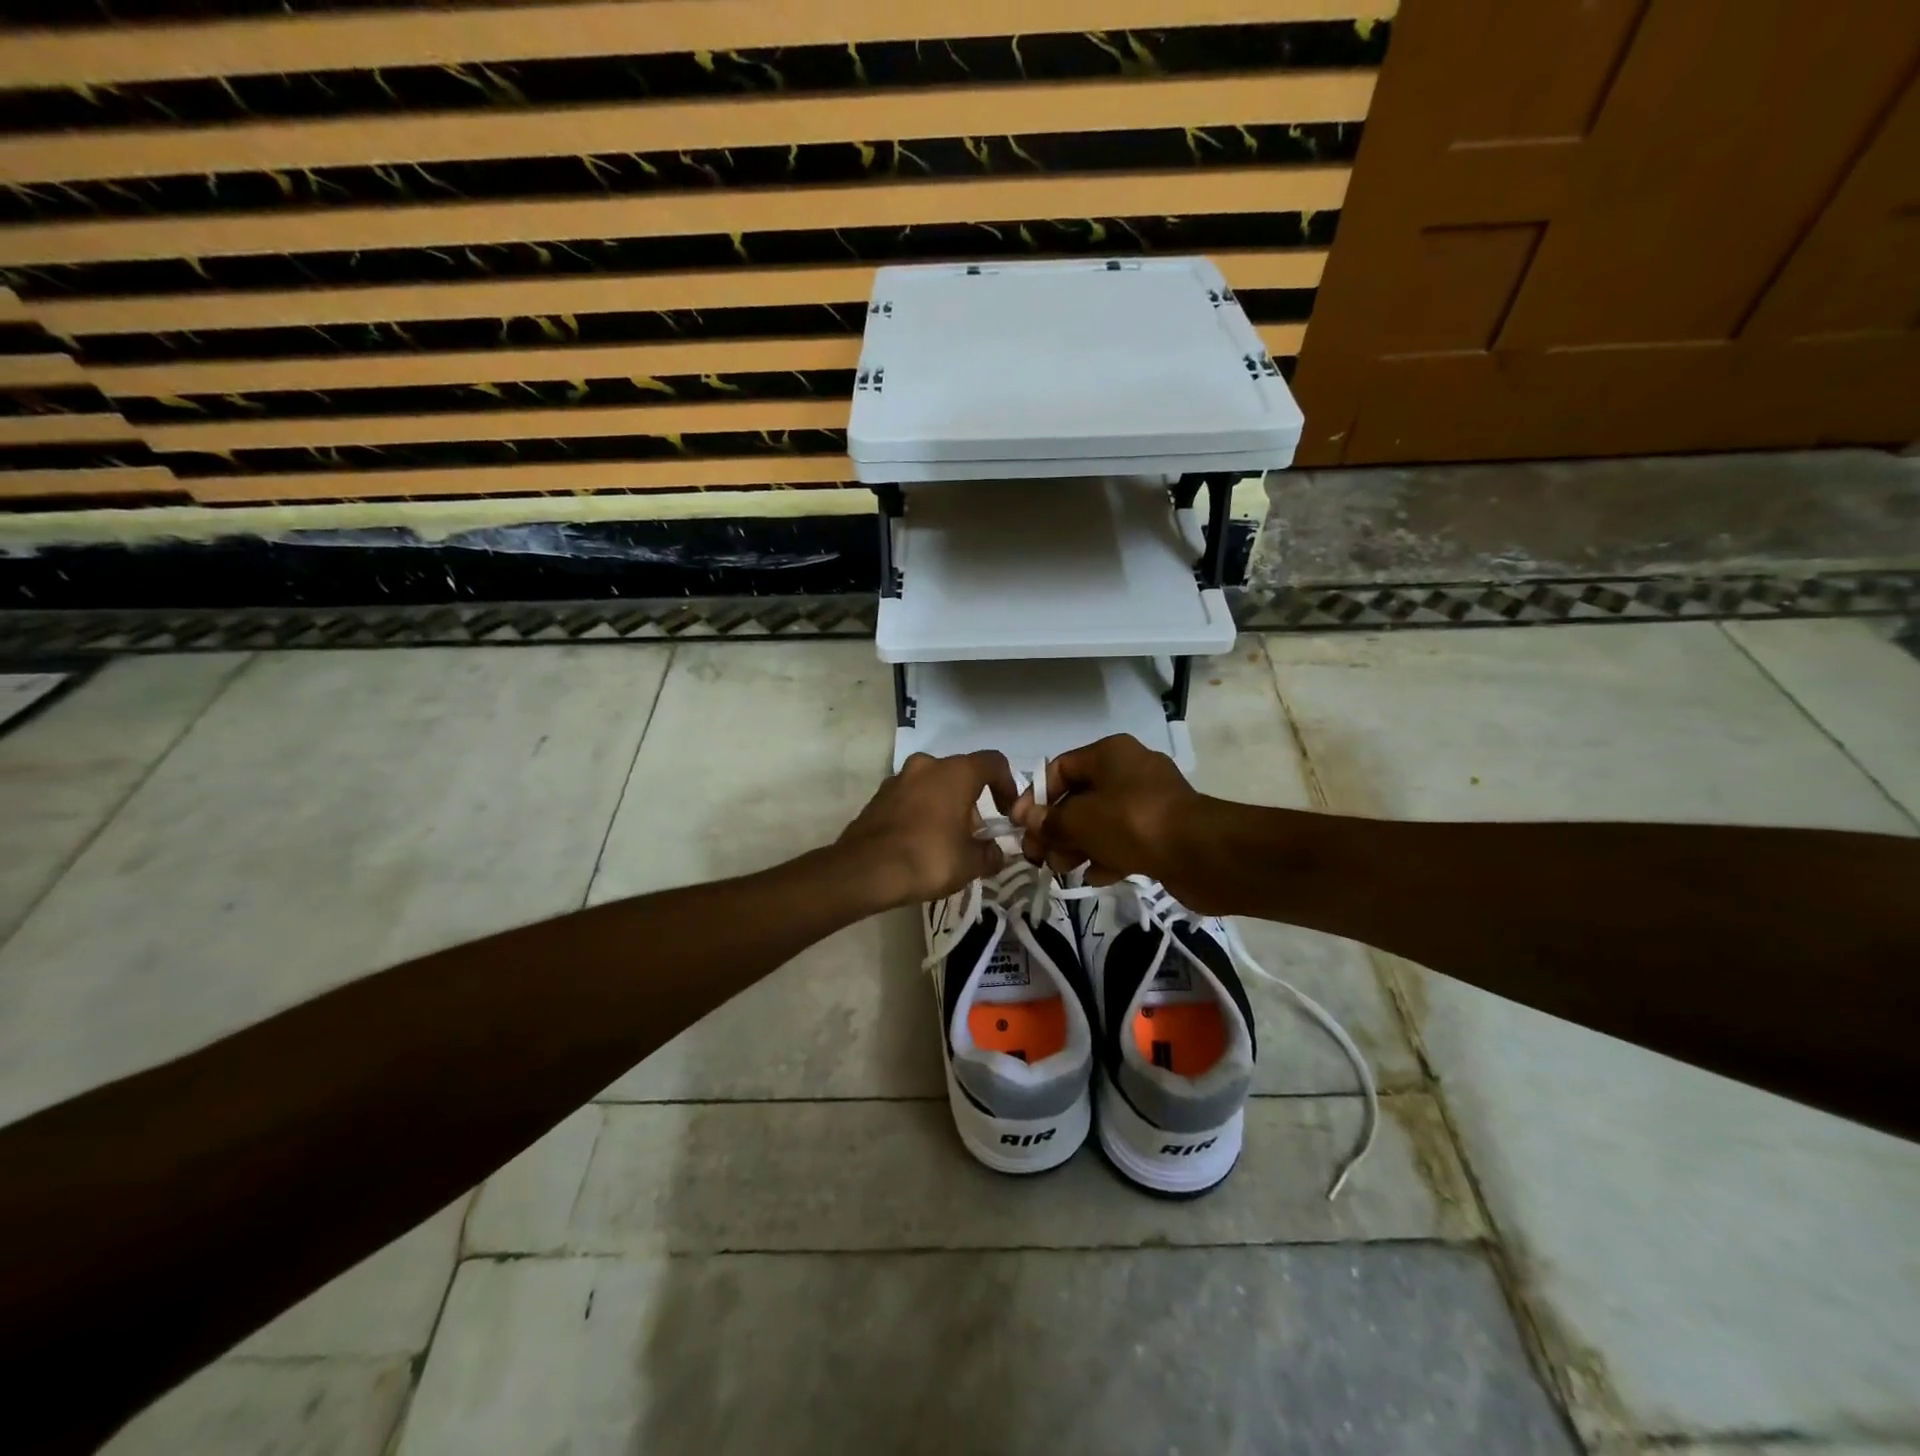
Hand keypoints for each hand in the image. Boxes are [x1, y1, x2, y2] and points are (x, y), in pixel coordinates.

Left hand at [837, 751, 1017, 908]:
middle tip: (974, 834)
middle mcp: (927, 765)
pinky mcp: (878, 797)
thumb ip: (990, 854)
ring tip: (947, 841)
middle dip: (971, 802)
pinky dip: (921, 813)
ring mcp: (898, 779)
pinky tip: (920, 843)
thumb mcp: (971, 863)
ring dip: (945, 806)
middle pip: (960, 775)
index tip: (1007, 812)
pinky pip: (910, 799)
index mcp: (956, 772)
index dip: (1007, 785)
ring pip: (933, 785)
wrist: (865, 870)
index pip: (993, 763)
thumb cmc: (928, 857)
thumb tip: (996, 854)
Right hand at [1015, 735, 1211, 903]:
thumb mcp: (1080, 820)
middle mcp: (1129, 771)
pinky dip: (1106, 856)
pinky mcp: (1163, 831)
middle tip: (1038, 856)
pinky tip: (1094, 877)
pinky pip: (1124, 840)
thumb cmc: (1132, 823)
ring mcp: (1149, 802)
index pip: (1060, 768)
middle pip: (1079, 797)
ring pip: (1101, 822)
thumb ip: (1049, 821)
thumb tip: (1027, 820)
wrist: (1201, 854)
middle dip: (1056, 828)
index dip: (1035, 797)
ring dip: (1077, 845)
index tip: (1021, 826)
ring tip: (1062, 869)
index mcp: (1110, 754)